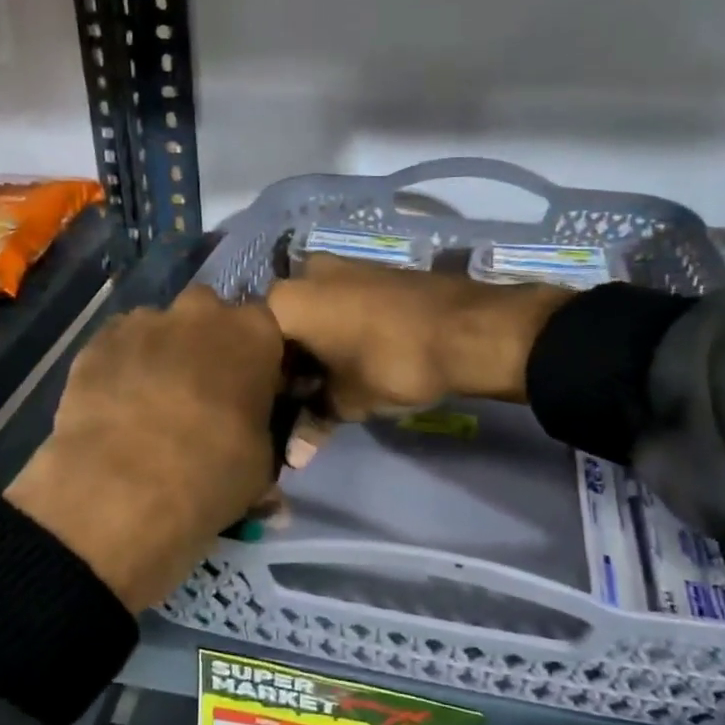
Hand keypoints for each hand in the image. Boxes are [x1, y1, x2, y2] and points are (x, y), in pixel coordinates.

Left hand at [5, 286, 284, 613]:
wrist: (124, 490)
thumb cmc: (212, 473)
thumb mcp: (263, 462)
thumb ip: (261, 431)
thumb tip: (250, 438)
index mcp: (254, 332)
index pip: (264, 327)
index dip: (255, 357)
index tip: (248, 387)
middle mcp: (200, 312)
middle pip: (208, 313)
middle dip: (205, 341)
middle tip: (200, 389)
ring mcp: (144, 322)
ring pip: (158, 327)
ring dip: (161, 352)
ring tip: (151, 401)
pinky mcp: (98, 341)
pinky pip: (118, 345)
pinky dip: (122, 366)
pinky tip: (116, 405)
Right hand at [266, 254, 570, 420]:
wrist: (469, 329)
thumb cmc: (391, 364)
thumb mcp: (347, 401)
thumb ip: (313, 422)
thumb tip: (293, 458)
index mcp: (283, 301)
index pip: (254, 346)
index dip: (265, 381)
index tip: (278, 407)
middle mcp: (304, 273)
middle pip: (282, 324)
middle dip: (290, 359)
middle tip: (304, 396)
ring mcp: (340, 266)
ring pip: (312, 311)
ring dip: (316, 343)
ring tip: (331, 379)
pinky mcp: (372, 269)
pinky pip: (339, 302)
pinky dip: (339, 328)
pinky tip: (354, 355)